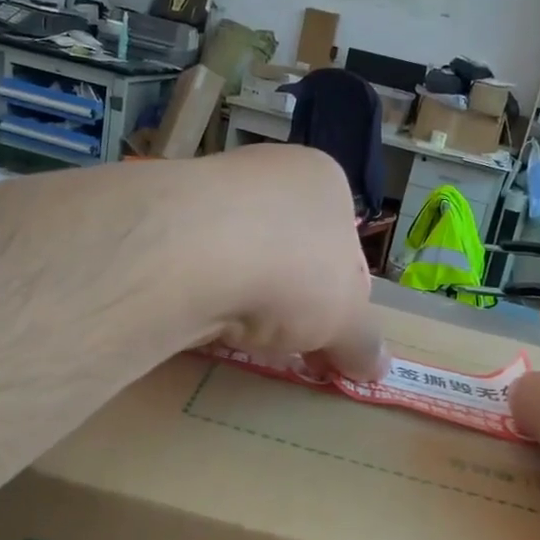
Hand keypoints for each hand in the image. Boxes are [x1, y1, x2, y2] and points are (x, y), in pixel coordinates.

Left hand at [185, 146, 385, 379]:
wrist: (191, 252)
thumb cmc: (292, 270)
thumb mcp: (345, 318)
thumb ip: (362, 342)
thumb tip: (377, 367)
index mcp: (323, 181)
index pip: (343, 248)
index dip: (340, 304)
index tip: (328, 345)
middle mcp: (267, 173)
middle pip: (289, 253)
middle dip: (290, 304)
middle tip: (285, 346)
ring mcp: (209, 190)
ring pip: (240, 260)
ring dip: (244, 299)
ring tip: (240, 336)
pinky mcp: (162, 218)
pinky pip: (195, 267)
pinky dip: (202, 295)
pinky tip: (201, 318)